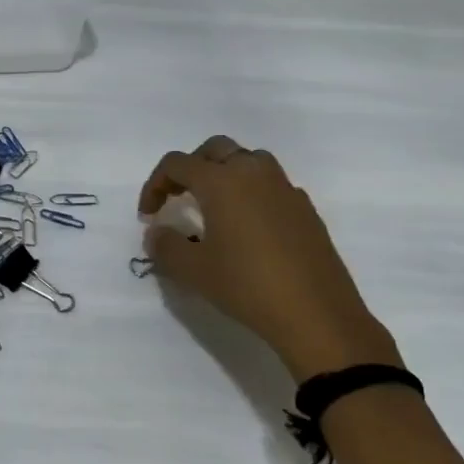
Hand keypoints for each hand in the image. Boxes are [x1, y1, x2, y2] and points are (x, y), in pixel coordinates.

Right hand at [138, 138, 399, 383]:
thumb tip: (157, 232)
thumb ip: (165, 246)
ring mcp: (285, 189)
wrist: (316, 314)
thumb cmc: (246, 285)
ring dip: (225, 173)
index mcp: (221, 182)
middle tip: (178, 197)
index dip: (154, 184)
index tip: (148, 215)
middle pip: (216, 149)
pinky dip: (252, 193)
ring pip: (249, 160)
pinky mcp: (306, 210)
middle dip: (191, 167)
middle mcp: (254, 174)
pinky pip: (272, 185)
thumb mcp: (192, 270)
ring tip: (214, 206)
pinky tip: (248, 228)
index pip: (177, 164)